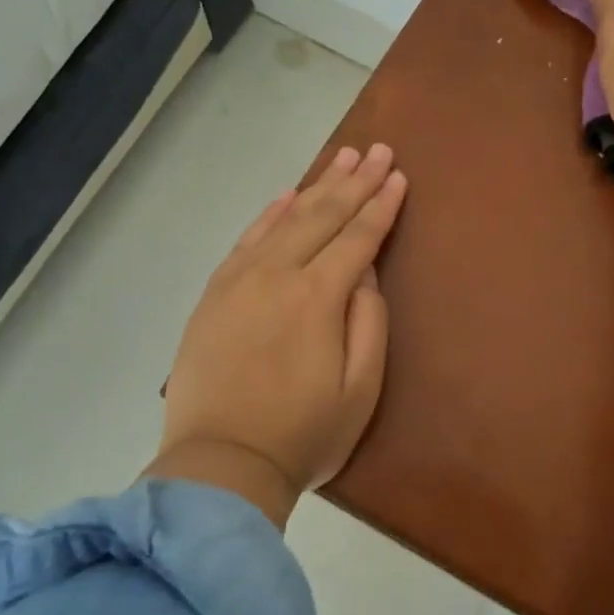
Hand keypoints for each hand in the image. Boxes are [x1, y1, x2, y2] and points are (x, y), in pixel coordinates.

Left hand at [148, 143, 407, 526]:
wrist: (220, 463)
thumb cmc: (303, 435)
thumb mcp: (360, 390)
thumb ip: (368, 324)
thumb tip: (366, 275)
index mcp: (317, 298)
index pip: (357, 239)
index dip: (381, 206)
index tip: (398, 176)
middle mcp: (277, 275)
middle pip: (322, 217)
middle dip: (354, 182)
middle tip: (376, 151)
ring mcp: (239, 281)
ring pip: (284, 219)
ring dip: (316, 187)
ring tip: (341, 159)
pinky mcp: (214, 295)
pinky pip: (246, 240)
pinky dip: (270, 214)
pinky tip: (287, 196)